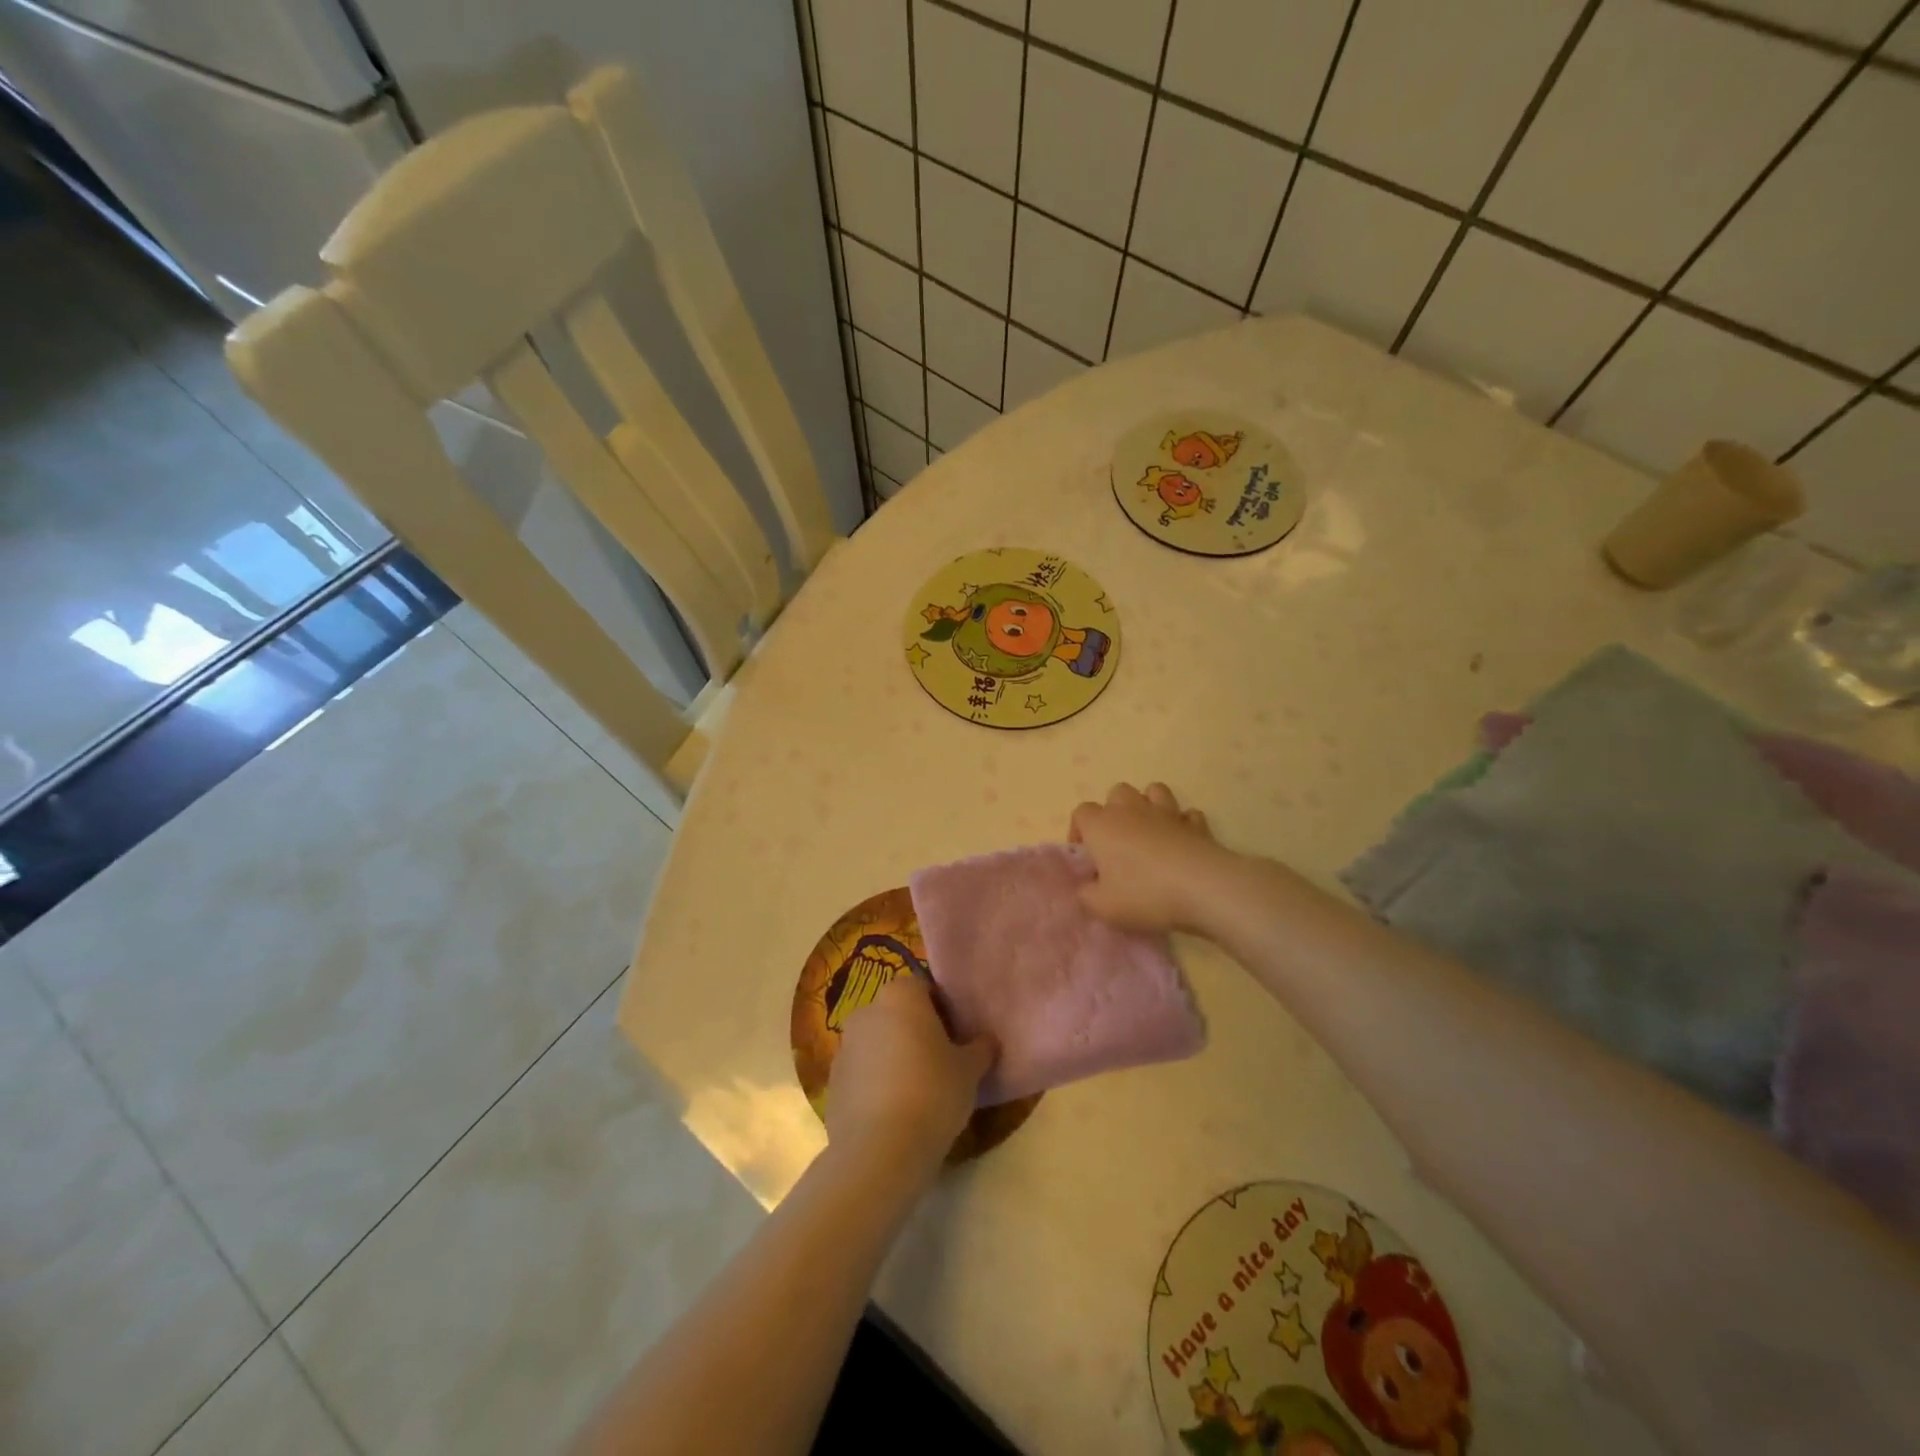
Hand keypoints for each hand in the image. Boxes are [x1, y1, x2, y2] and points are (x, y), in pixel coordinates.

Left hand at [826, 976, 994, 1171]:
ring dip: (894, 1058)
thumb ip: (980, 1048)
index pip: (924, 988)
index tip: (957, 1037)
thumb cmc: (933, 1093)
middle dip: (916, 1032)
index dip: (943, 1010)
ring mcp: (844, 1047)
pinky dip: (876, 1085)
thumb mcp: (970, 1070)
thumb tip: (987, 1041)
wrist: (880, 1150)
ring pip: (877, 1044)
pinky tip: (894, 1113)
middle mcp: (866, 1012)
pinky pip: (862, 1074)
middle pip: (897, 1014)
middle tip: (942, 1063)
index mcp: (900, 996)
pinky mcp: (832, 1083)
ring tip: (918, 1093)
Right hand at [1069, 782, 1231, 934]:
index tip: (1086, 855)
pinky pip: (1186, 815)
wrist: (1202, 888)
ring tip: (1148, 832)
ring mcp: (1166, 813)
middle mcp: (1131, 810)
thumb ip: (1087, 895)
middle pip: (1116, 793)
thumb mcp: (1102, 907)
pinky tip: (1181, 842)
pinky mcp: (1196, 824)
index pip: (1081, 812)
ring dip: (1148, 806)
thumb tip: (1088, 887)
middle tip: (1117, 842)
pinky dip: (1182, 824)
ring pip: (1153, 791)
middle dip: (1114, 811)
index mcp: (1102, 826)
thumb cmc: (1144, 894)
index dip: (1079, 830)